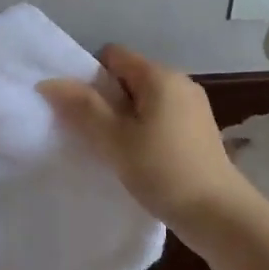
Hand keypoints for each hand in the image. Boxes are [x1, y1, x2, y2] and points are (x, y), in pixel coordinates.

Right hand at [39, 44, 249, 229]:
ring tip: (111, 149)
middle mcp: (180, 83)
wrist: (219, 214)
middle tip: (89, 133)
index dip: (89, 76)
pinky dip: (143, 131)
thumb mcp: (115, 139)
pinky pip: (160, 118)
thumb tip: (49, 81)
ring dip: (123, 119)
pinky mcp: (198, 131)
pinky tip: (137, 158)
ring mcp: (193, 107)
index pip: (113, 55)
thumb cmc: (163, 171)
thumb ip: (82, 107)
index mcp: (160, 76)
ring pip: (144, 101)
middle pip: (129, 77)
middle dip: (105, 100)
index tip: (78, 109)